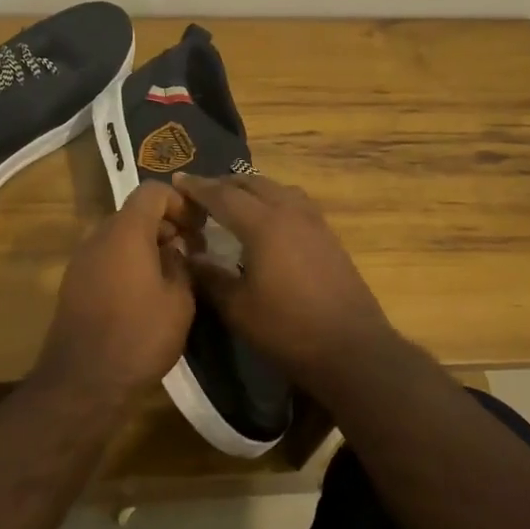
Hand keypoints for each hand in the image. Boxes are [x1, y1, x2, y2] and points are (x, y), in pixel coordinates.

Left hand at [37, 181, 196, 406]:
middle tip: (192, 251)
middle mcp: (99, 236)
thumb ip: (182, 264)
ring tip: (172, 274)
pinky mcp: (74, 283)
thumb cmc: (139, 335)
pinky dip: (128, 262)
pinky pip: (107, 257)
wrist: (83, 381)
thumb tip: (176, 251)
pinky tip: (146, 293)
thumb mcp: (179, 300)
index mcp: (126, 231)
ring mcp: (82, 260)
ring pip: (120, 236)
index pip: (153, 191)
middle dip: (166, 225)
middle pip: (135, 213)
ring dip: (147, 245)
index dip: (180, 202)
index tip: (199, 227)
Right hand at [171, 172, 392, 376]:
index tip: (176, 179)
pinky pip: (293, 201)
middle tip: (200, 192)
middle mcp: (289, 211)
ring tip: (233, 201)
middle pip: (252, 183)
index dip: (197, 187)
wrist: (352, 348)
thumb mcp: (238, 308)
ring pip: (276, 188)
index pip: (223, 195)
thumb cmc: (288, 329)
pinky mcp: (328, 235)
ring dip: (251, 188)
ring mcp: (313, 221)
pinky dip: (272, 199)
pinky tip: (267, 220)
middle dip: (223, 183)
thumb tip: (187, 255)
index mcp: (263, 224)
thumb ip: (210, 277)